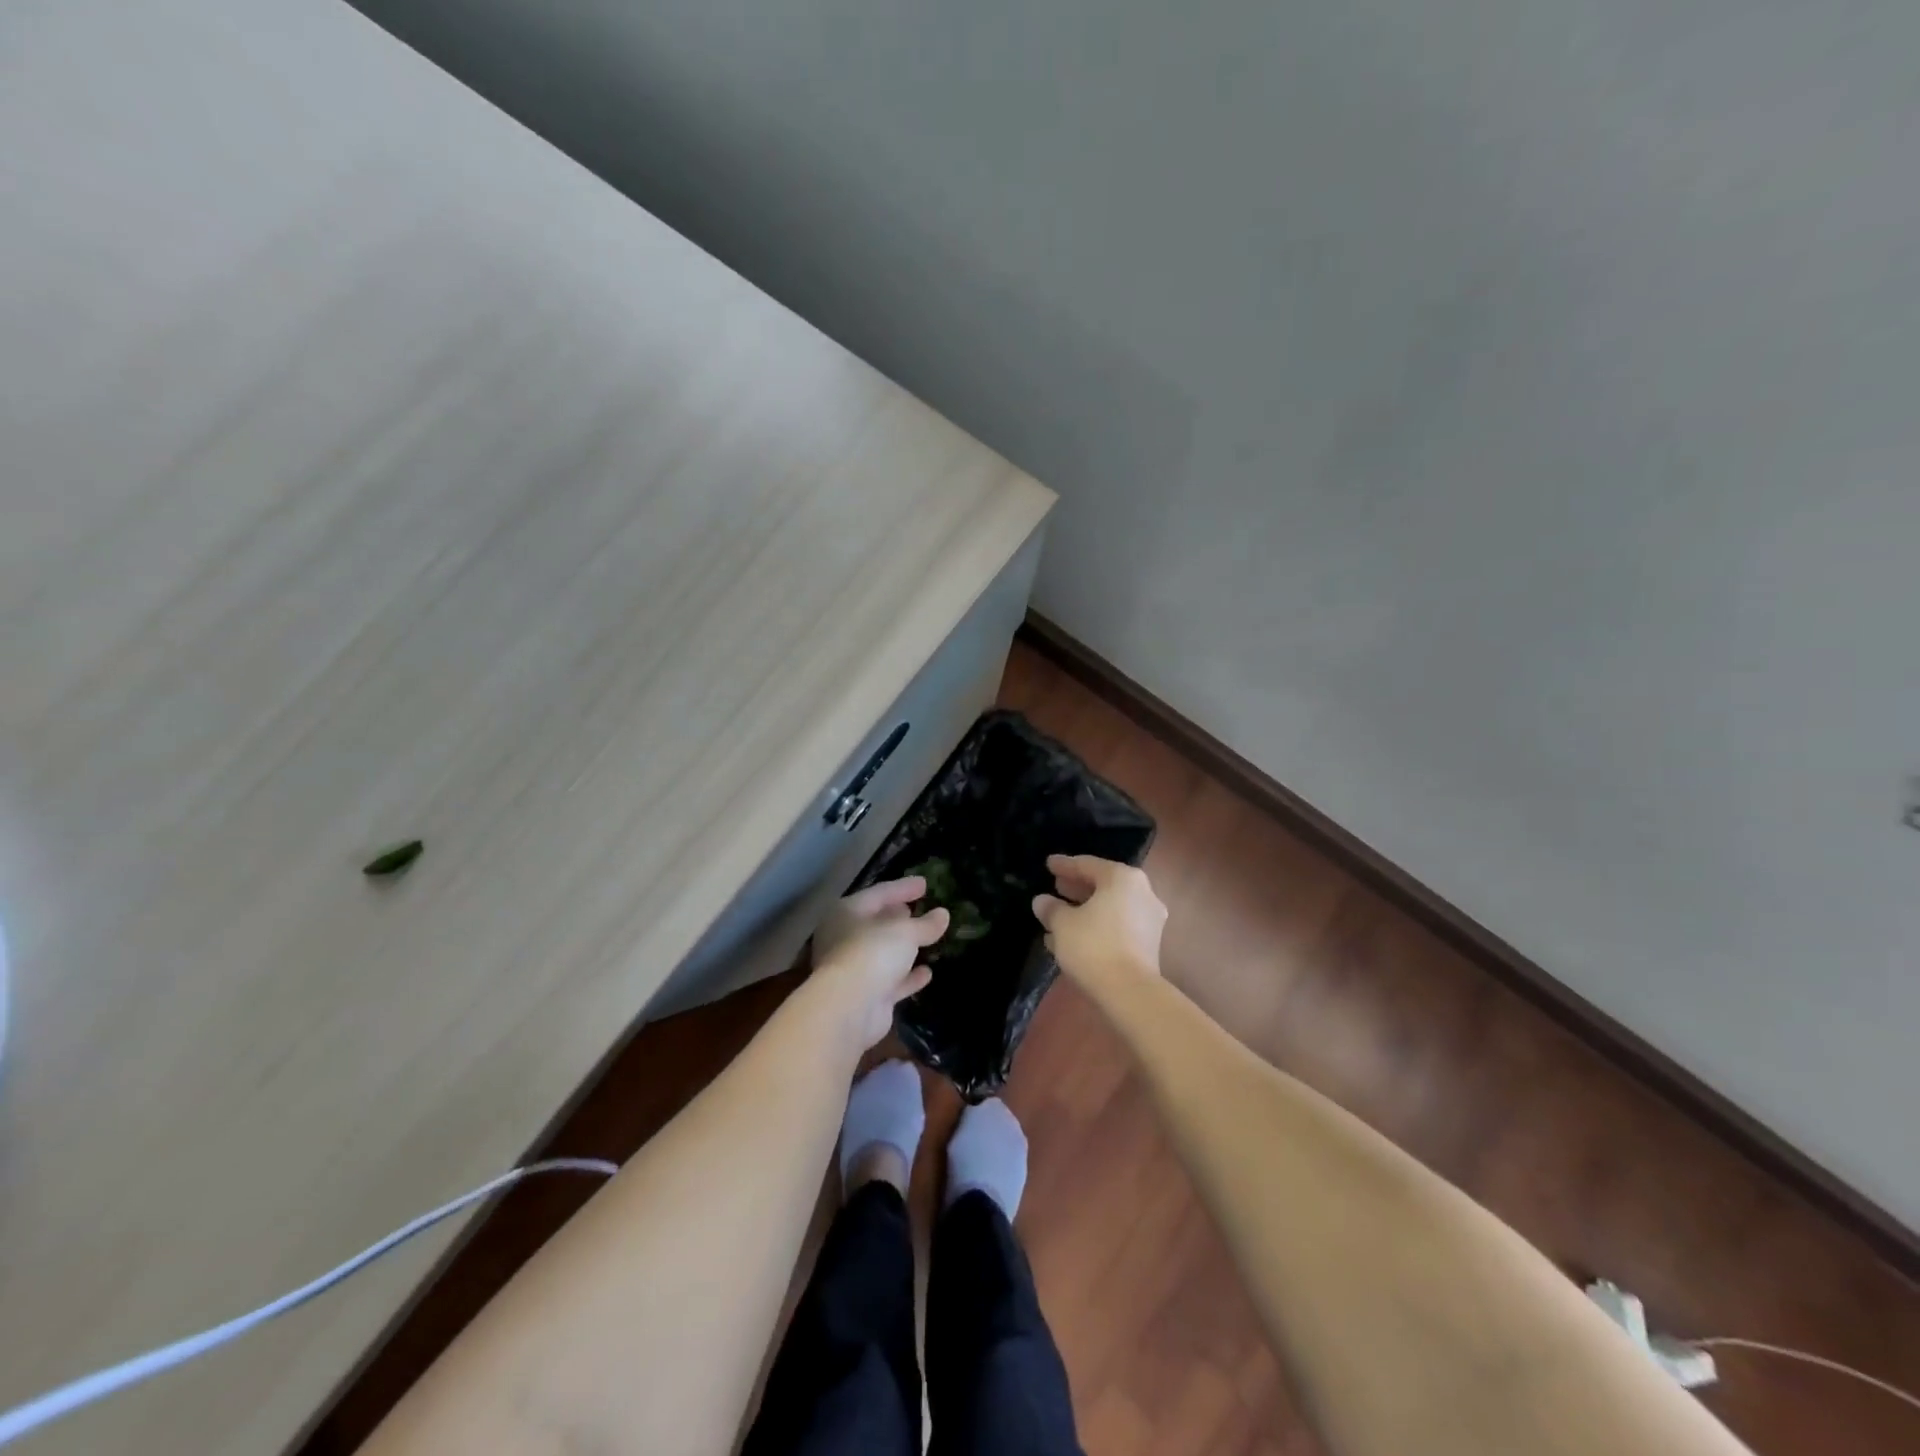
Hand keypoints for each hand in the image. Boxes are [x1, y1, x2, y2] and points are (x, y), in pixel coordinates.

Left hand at [808, 877, 948, 1051]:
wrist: (849, 1008)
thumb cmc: (872, 953)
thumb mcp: (905, 932)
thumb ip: (925, 924)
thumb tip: (943, 914)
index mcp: (847, 912)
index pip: (879, 893)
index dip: (903, 887)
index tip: (925, 884)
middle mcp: (845, 937)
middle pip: (877, 922)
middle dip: (898, 916)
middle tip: (920, 908)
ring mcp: (854, 968)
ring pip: (883, 952)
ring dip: (904, 947)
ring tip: (927, 936)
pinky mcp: (866, 995)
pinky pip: (891, 980)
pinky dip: (907, 976)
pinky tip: (928, 972)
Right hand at [1032, 854, 1165, 998]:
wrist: (1130, 992)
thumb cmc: (1093, 946)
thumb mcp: (1062, 924)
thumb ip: (1051, 908)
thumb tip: (1042, 901)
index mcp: (1122, 878)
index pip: (1088, 865)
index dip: (1065, 865)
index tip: (1049, 864)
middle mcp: (1142, 893)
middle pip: (1103, 884)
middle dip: (1077, 887)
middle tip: (1056, 886)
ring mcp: (1149, 919)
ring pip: (1110, 907)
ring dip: (1085, 910)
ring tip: (1059, 916)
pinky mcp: (1149, 943)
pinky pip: (1118, 925)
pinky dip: (1098, 926)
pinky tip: (1074, 938)